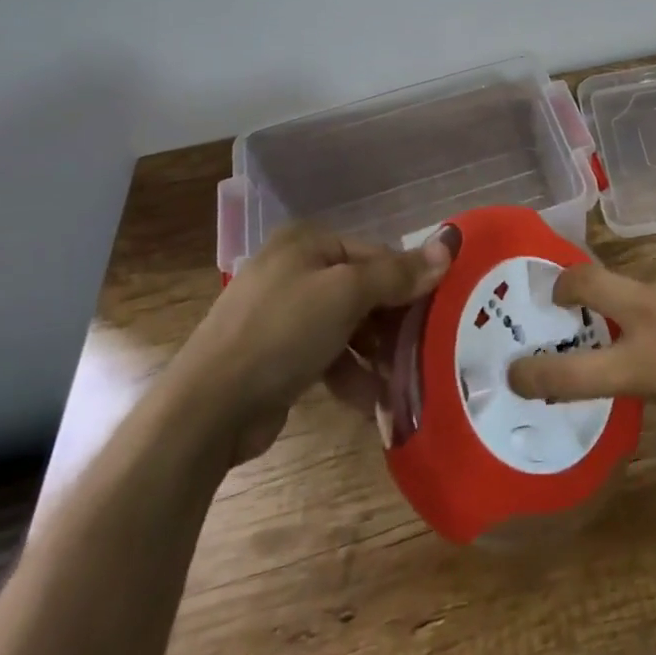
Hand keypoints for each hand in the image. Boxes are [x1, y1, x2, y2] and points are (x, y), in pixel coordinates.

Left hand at [170, 223, 452, 465]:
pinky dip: (352, 375)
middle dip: (394, 323)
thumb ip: (398, 274)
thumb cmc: (281, 333)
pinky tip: (375, 402)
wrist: (205, 411)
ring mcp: (284, 315)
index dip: (410, 281)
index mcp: (308, 243)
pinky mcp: (278, 356)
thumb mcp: (346, 295)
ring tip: (405, 380)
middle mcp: (296, 270)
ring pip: (349, 326)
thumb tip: (450, 247)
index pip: (377, 254)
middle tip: (427, 348)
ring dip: (377, 354)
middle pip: (364, 290)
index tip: (439, 312)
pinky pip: (329, 356)